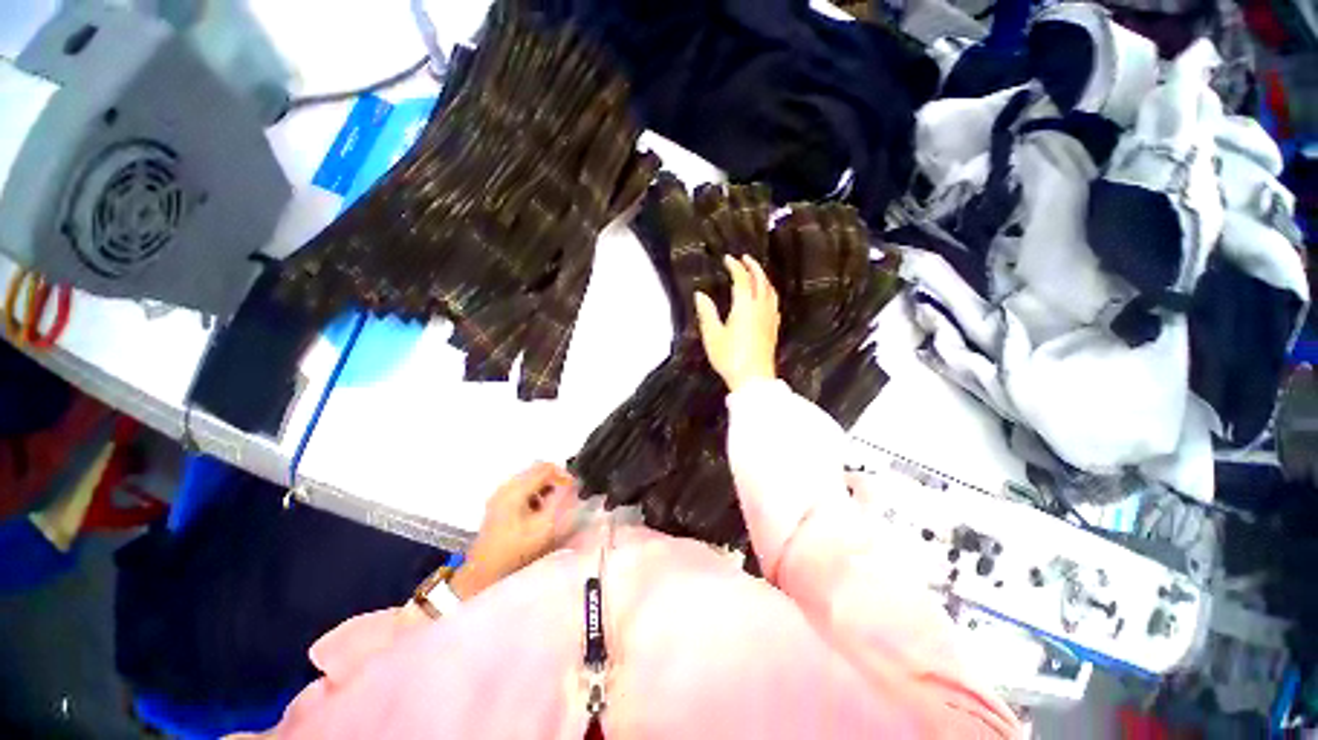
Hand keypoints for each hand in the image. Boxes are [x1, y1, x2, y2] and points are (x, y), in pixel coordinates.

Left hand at [450, 462, 576, 598]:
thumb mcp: (544, 528)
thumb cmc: (515, 550)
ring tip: (555, 505)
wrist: (484, 573)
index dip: (564, 475)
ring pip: (530, 478)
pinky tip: (539, 511)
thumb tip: (572, 486)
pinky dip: (535, 494)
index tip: (575, 489)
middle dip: (555, 480)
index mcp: (516, 489)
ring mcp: (500, 495)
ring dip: (546, 487)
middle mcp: (506, 486)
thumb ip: (561, 503)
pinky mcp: (498, 504)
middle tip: (567, 496)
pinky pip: (522, 488)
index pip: (546, 468)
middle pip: (536, 470)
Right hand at [695, 255, 779, 392]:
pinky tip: (766, 298)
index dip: (735, 266)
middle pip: (760, 280)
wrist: (754, 379)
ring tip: (756, 273)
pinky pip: (774, 302)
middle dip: (753, 266)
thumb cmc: (730, 357)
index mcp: (745, 307)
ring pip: (770, 290)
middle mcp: (760, 308)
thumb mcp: (713, 336)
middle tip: (744, 258)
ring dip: (763, 278)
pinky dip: (769, 292)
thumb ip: (707, 313)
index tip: (727, 259)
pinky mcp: (774, 328)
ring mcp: (770, 318)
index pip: (742, 279)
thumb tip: (700, 295)